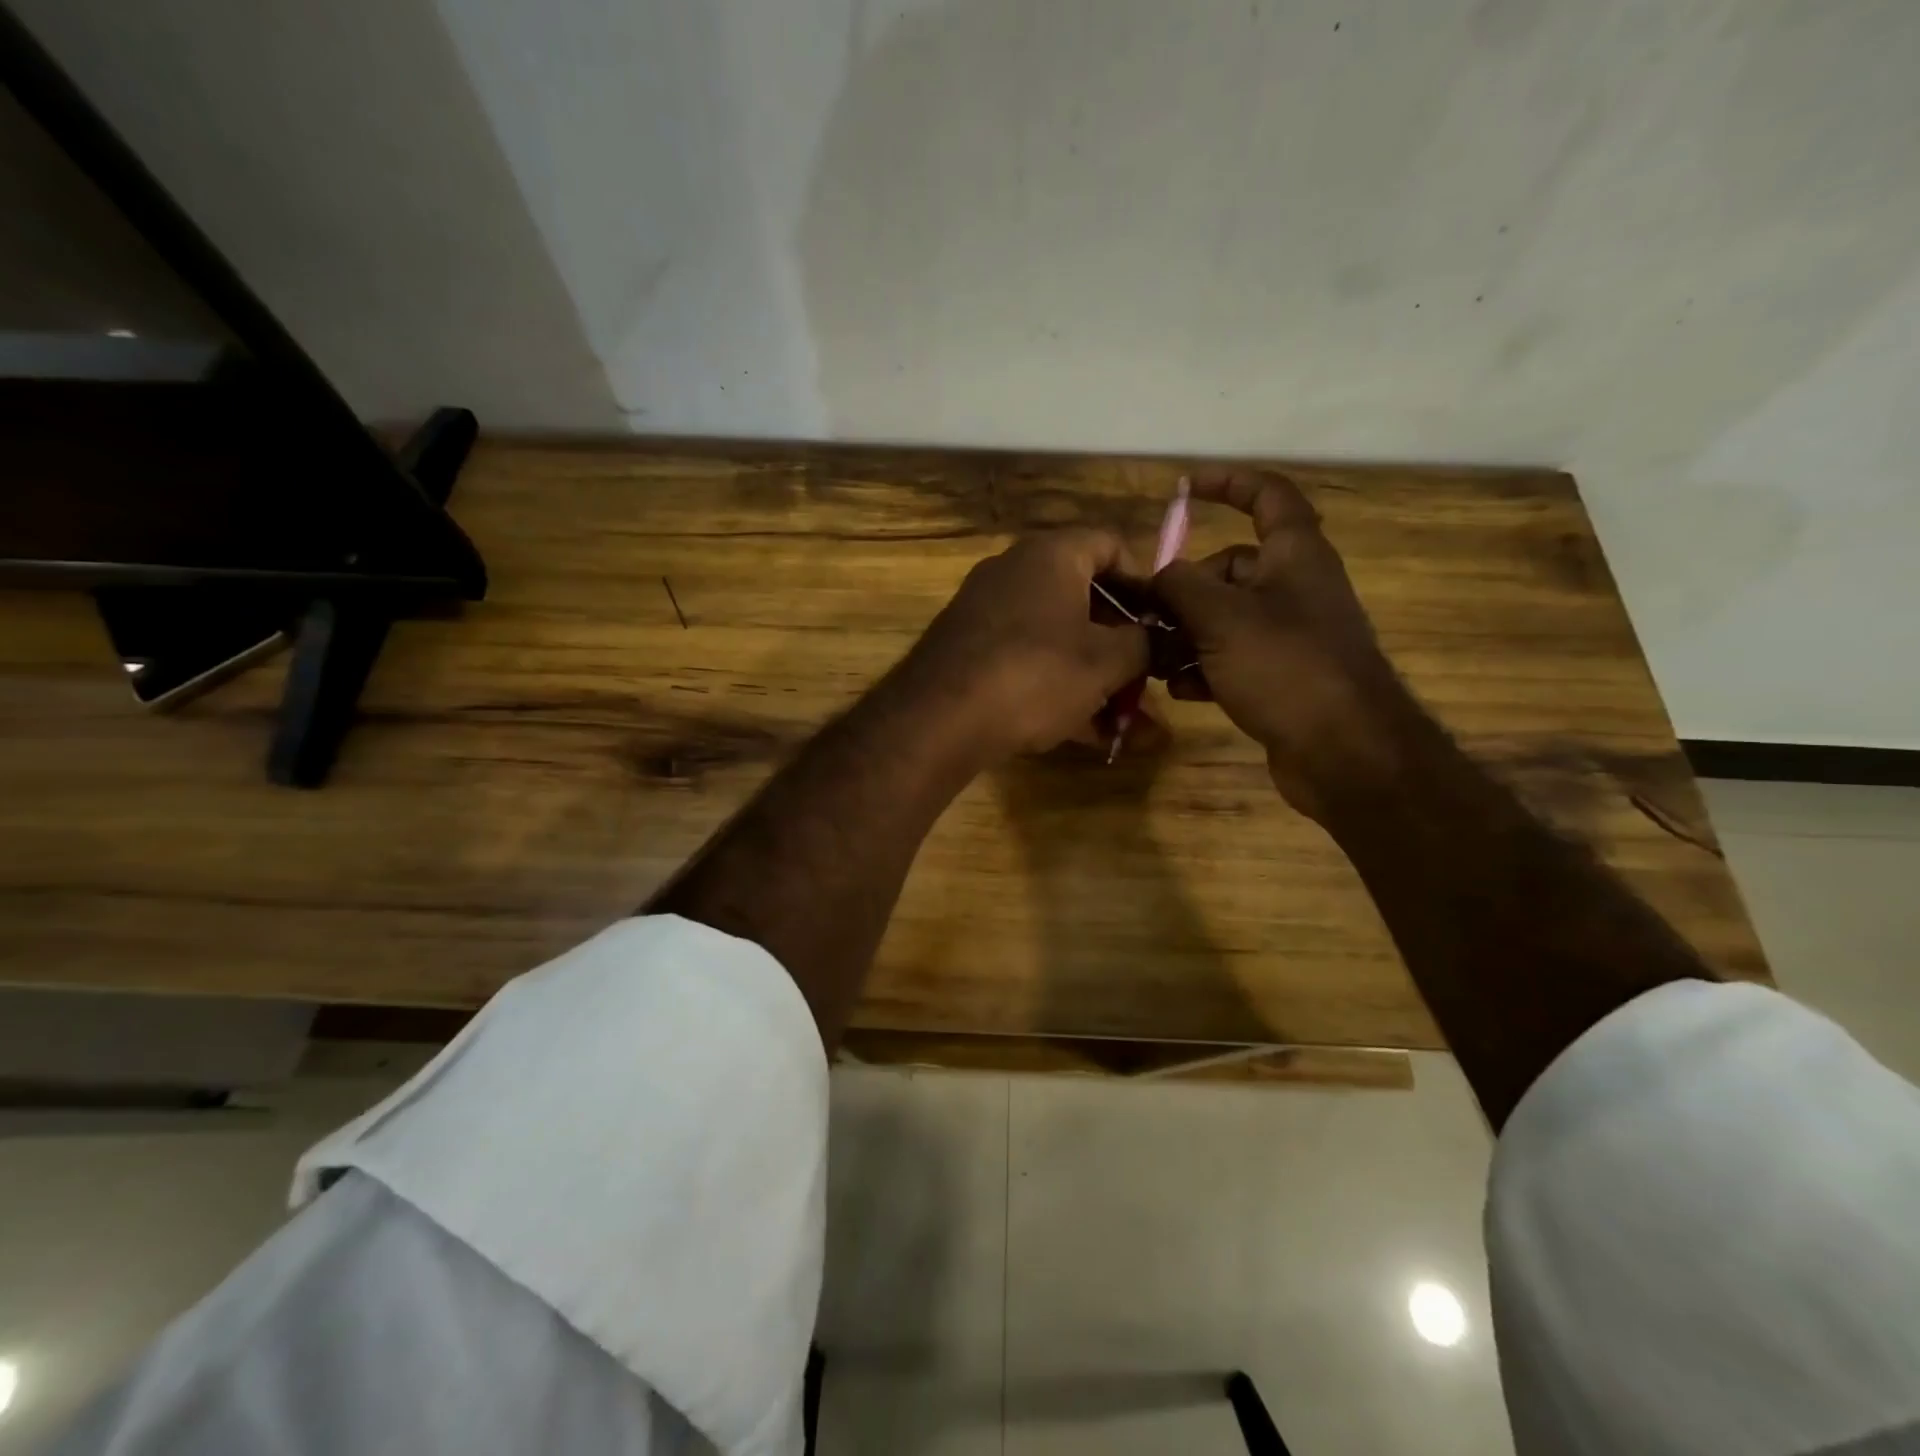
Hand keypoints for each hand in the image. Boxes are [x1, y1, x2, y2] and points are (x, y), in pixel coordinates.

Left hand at [906, 528, 1148, 764]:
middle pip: (1084, 599)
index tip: (1160, 621)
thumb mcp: (1106, 662)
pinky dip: (1059, 691)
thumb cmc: (1036, 674)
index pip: (1110, 545)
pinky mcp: (969, 653)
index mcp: (1051, 555)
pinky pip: (1027, 663)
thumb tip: (1155, 639)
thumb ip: (1143, 645)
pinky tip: (1088, 735)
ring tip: (1127, 724)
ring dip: (1095, 679)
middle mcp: (1014, 572)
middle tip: (1146, 680)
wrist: (940, 719)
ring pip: (1057, 640)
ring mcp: (987, 613)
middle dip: (1121, 646)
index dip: (1144, 581)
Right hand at [1152, 472, 1413, 816]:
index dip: (1228, 483)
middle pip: (1231, 568)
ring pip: (1226, 618)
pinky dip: (1205, 668)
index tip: (1184, 488)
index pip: (1266, 495)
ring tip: (1154, 659)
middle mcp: (1296, 588)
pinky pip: (1234, 658)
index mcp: (1294, 555)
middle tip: (1148, 615)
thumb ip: (1181, 586)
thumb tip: (1159, 576)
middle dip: (1185, 588)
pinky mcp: (1283, 676)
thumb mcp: (1221, 617)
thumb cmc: (1286, 667)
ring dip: (1187, 635)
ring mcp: (1291, 635)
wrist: (1344, 751)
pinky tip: (1181, 690)